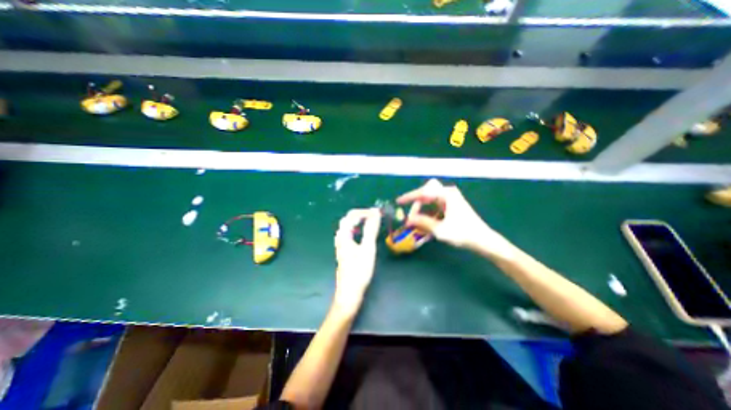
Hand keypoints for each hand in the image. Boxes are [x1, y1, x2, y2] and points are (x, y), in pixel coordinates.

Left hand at [334, 207, 382, 314]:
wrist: (349, 292)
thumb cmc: (359, 271)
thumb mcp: (368, 248)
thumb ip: (371, 230)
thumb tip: (375, 213)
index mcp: (344, 235)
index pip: (351, 215)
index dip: (364, 212)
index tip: (377, 213)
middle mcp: (340, 238)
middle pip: (347, 220)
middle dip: (361, 215)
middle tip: (374, 216)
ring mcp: (341, 245)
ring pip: (347, 227)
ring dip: (358, 222)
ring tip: (370, 223)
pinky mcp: (344, 251)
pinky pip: (349, 234)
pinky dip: (357, 230)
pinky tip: (363, 235)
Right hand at [400, 178, 512, 257]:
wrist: (483, 240)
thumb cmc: (463, 233)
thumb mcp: (439, 229)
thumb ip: (422, 222)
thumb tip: (407, 220)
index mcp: (446, 194)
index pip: (423, 192)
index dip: (409, 197)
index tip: (399, 202)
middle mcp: (448, 193)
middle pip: (426, 193)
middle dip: (416, 205)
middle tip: (411, 217)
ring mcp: (450, 199)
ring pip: (430, 200)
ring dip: (422, 210)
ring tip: (417, 223)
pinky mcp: (451, 206)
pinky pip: (435, 206)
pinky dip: (428, 214)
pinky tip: (427, 224)